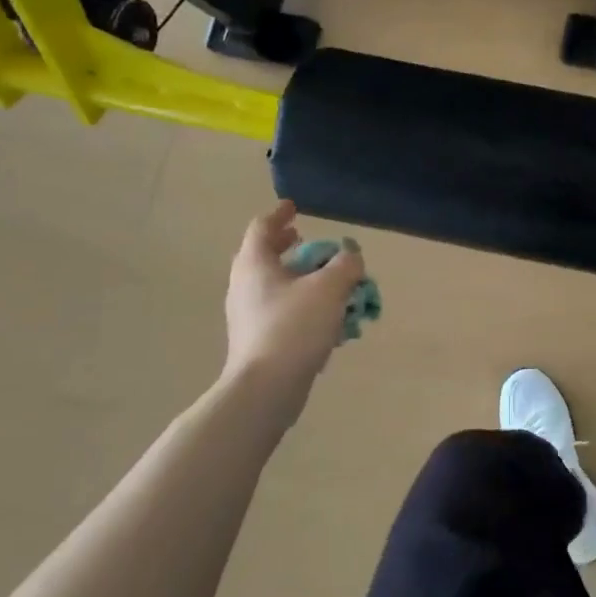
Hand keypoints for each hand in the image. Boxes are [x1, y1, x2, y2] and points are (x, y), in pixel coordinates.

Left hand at [219, 201, 367, 429]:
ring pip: (275, 285)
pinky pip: (280, 310)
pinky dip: (301, 304)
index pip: (262, 227)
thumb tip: (350, 255)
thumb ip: (346, 265)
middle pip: (266, 255)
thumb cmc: (294, 327)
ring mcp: (248, 315)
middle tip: (313, 244)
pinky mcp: (257, 339)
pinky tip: (326, 318)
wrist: (266, 388)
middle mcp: (245, 285)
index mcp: (255, 264)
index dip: (280, 215)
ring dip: (301, 278)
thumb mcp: (330, 288)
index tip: (295, 208)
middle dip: (291, 247)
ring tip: (329, 282)